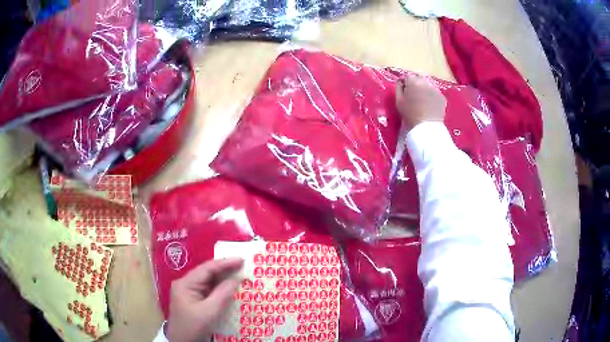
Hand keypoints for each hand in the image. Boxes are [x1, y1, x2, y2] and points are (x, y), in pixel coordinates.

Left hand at [166, 258, 243, 341]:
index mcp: (185, 283)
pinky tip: (231, 288)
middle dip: (225, 270)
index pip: (207, 269)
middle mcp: (186, 284)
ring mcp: (189, 293)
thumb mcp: (210, 312)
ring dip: (223, 279)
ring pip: (208, 282)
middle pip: (207, 273)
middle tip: (244, 266)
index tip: (241, 260)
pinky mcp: (193, 301)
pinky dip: (220, 289)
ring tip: (240, 274)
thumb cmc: (194, 327)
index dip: (225, 263)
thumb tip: (237, 279)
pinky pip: (208, 291)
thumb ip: (223, 293)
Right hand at [395, 74, 446, 130]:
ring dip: (424, 89)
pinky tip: (429, 105)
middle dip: (415, 83)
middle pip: (419, 78)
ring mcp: (435, 89)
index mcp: (413, 81)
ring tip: (422, 100)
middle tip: (413, 94)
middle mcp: (425, 82)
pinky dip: (431, 96)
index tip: (403, 90)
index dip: (404, 82)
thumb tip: (400, 81)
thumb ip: (398, 87)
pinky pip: (435, 93)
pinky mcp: (442, 97)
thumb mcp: (399, 101)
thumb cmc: (410, 114)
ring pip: (428, 85)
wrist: (427, 127)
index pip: (407, 76)